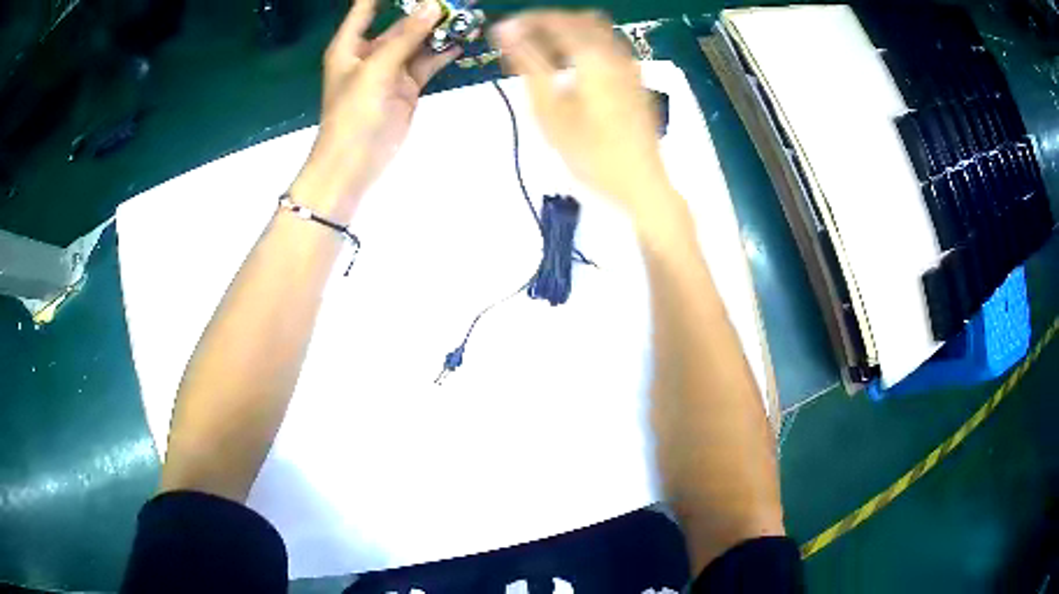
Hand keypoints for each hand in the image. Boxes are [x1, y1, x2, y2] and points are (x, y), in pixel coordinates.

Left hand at [291, 0, 459, 222]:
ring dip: (440, 30)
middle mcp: (370, 52)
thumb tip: (433, 5)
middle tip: (458, 0)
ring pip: (418, 41)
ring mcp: (390, 69)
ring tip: (467, 14)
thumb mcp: (377, 70)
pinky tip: (463, 40)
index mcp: (350, 45)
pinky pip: (427, 62)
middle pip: (400, 22)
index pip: (366, 8)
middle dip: (427, 9)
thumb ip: (406, 37)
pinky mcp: (407, 86)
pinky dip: (443, 52)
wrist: (355, 161)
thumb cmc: (354, 113)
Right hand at [490, 11, 675, 217]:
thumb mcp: (549, 111)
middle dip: (547, 24)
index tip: (502, 31)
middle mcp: (615, 51)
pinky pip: (608, 46)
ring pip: (596, 30)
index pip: (555, 20)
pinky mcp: (636, 78)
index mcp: (592, 55)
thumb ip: (528, 64)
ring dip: (567, 32)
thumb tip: (507, 31)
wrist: (640, 181)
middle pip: (578, 19)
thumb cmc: (591, 152)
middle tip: (520, 42)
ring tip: (542, 54)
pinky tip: (570, 68)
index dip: (525, 21)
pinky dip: (584, 45)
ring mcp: (630, 64)